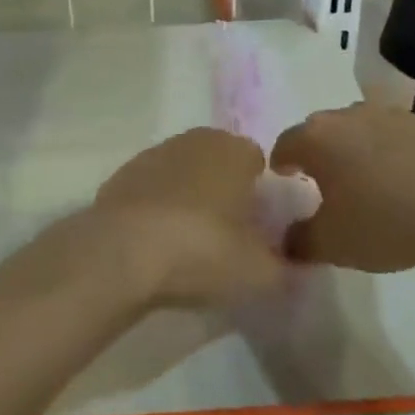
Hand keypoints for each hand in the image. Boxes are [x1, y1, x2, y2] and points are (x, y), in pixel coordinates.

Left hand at [89, 128, 287, 310]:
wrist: (121, 253)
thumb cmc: (202, 251)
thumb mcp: (259, 274)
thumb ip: (286, 272)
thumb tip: (294, 272)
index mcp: (234, 150)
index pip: (260, 164)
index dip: (263, 197)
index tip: (261, 231)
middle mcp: (195, 140)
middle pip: (221, 165)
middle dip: (226, 195)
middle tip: (228, 240)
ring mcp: (154, 154)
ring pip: (185, 175)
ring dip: (190, 201)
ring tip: (189, 247)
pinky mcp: (122, 175)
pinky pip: (153, 191)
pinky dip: (158, 210)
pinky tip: (157, 245)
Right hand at [273, 104, 414, 293]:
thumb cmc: (386, 219)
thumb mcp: (334, 244)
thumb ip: (301, 241)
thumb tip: (284, 241)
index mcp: (316, 137)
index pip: (284, 144)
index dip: (280, 164)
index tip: (281, 180)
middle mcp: (347, 115)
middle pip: (320, 132)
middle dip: (317, 155)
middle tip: (320, 185)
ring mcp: (388, 114)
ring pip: (357, 132)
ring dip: (354, 153)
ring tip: (363, 184)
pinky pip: (391, 138)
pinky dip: (387, 156)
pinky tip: (401, 183)